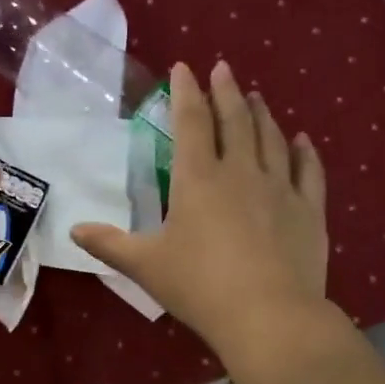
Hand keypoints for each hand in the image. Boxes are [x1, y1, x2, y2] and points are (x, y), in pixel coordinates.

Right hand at [70, 61, 328, 360]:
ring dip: (261, 114)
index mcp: (198, 178)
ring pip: (271, 139)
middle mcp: (241, 172)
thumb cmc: (199, 286)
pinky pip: (308, 171)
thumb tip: (74, 230)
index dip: (186, 92)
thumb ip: (109, 245)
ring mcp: (280, 188)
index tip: (184, 68)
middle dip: (226, 91)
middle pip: (235, 120)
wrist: (268, 315)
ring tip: (255, 97)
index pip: (191, 121)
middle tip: (224, 69)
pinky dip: (304, 152)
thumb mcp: (145, 265)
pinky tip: (302, 140)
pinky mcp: (309, 211)